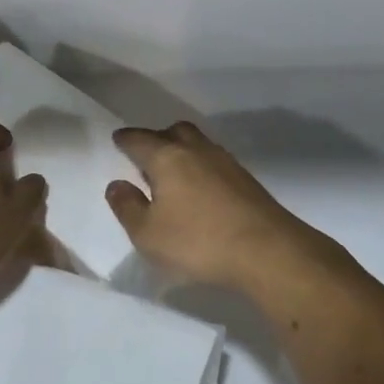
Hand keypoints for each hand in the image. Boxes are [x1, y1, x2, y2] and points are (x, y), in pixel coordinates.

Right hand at [106, 121, 332, 296]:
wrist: (267, 250)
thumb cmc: (198, 241)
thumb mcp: (148, 234)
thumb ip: (127, 207)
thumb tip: (116, 185)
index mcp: (167, 158)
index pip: (139, 139)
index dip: (126, 139)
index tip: (118, 140)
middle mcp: (197, 150)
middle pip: (174, 132)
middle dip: (157, 138)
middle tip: (147, 155)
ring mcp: (225, 162)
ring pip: (198, 144)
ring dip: (182, 151)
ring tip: (173, 173)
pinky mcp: (246, 180)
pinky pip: (214, 162)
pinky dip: (201, 167)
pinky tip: (200, 189)